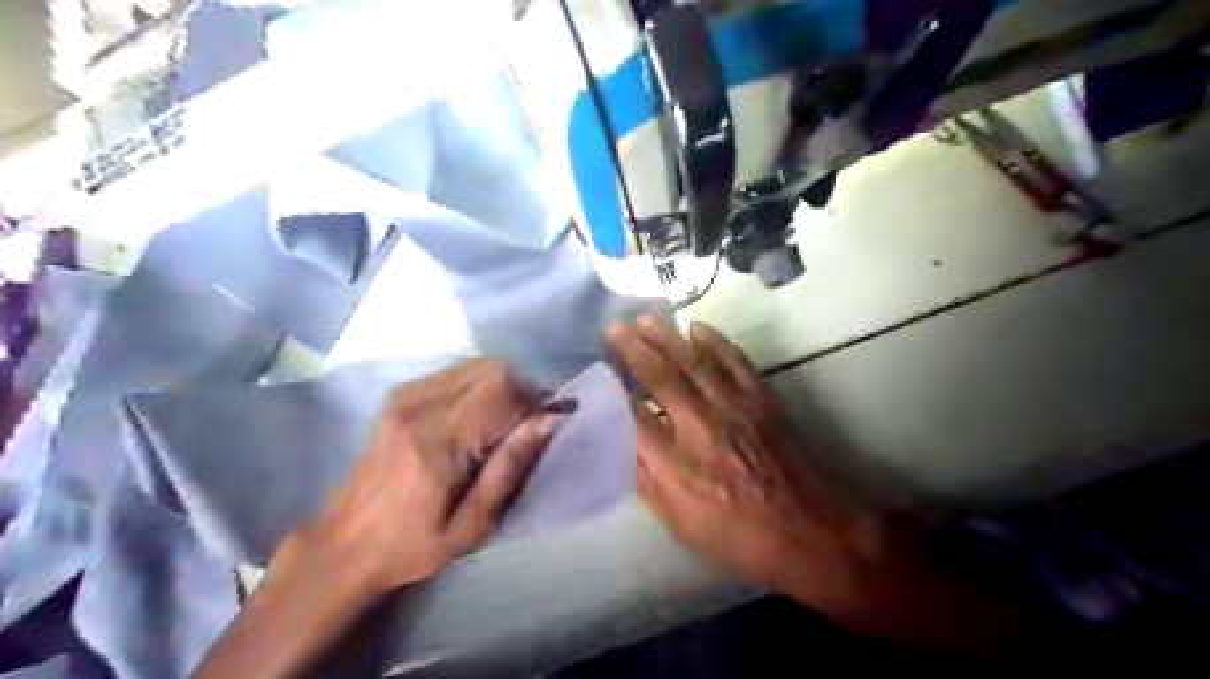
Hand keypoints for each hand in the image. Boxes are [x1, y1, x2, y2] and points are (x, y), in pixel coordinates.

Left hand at [194, 363, 568, 677]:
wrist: (344, 545)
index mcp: (436, 441)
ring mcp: (405, 395)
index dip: (537, 403)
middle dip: (524, 391)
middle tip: (530, 426)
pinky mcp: (399, 394)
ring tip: (507, 422)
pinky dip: (481, 384)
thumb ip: (510, 466)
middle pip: (494, 370)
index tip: (549, 426)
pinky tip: (480, 415)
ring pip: (478, 365)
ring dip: (504, 386)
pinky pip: (457, 371)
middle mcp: (419, 406)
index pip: (504, 393)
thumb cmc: (412, 546)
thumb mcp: (473, 523)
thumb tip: (550, 420)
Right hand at [610, 315, 890, 610]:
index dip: (613, 389)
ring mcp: (734, 407)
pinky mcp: (762, 399)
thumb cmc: (741, 539)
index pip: (632, 415)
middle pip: (659, 377)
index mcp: (675, 463)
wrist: (811, 532)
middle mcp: (700, 426)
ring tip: (645, 319)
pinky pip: (735, 360)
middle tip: (614, 328)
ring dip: (667, 336)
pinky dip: (716, 340)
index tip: (599, 370)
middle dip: (632, 349)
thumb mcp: (681, 526)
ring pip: (693, 361)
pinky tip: (698, 327)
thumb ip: (647, 483)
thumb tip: (621, 447)